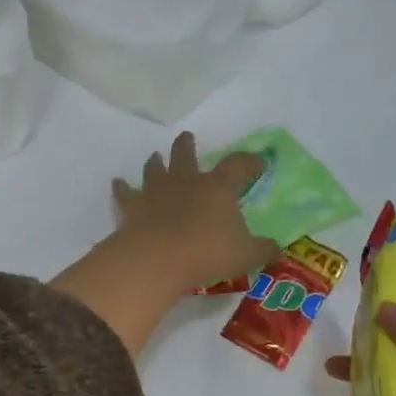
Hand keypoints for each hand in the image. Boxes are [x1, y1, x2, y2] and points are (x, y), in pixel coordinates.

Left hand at [110, 132, 277, 292]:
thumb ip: (263, 249)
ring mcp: (156, 192)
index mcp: (218, 188)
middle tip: (187, 137)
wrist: (158, 258)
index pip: (238, 166)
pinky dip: (121, 188)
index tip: (257, 162)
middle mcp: (186, 182)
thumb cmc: (208, 253)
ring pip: (155, 169)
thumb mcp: (246, 255)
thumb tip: (277, 248)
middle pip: (186, 155)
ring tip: (155, 157)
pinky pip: (125, 193)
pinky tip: (117, 183)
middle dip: (187, 146)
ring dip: (156, 163)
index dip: (249, 162)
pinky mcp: (132, 208)